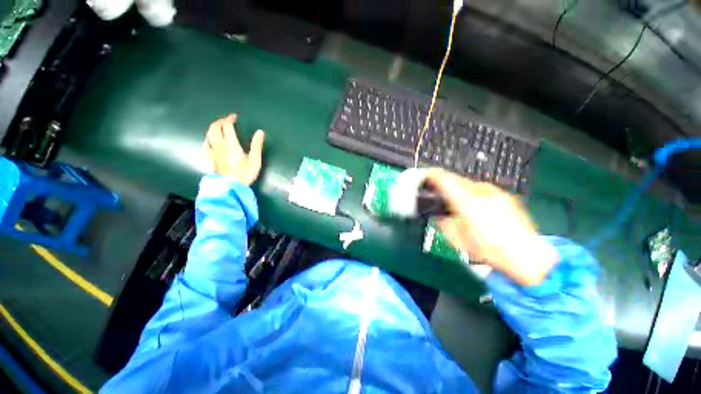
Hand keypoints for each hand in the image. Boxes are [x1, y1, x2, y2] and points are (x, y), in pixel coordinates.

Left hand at [204, 114, 264, 185]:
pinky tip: (210, 140)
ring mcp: (213, 152)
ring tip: (219, 127)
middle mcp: (219, 145)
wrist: (231, 186)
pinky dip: (208, 139)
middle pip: (214, 128)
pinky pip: (206, 145)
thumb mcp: (255, 160)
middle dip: (220, 121)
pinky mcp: (211, 159)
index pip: (227, 126)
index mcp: (231, 144)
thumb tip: (260, 132)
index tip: (234, 116)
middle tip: (226, 120)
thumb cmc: (245, 173)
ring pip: (208, 135)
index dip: (230, 119)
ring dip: (213, 128)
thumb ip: (257, 145)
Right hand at [425, 169, 557, 285]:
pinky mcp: (504, 196)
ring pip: (468, 183)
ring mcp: (494, 192)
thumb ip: (442, 222)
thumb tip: (436, 214)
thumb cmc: (489, 250)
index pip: (443, 179)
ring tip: (454, 201)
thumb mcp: (456, 239)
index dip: (430, 175)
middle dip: (442, 182)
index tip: (423, 177)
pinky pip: (480, 189)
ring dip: (456, 188)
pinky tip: (473, 207)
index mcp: (466, 201)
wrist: (527, 257)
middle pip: (455, 178)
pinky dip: (470, 192)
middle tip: (435, 192)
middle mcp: (480, 191)